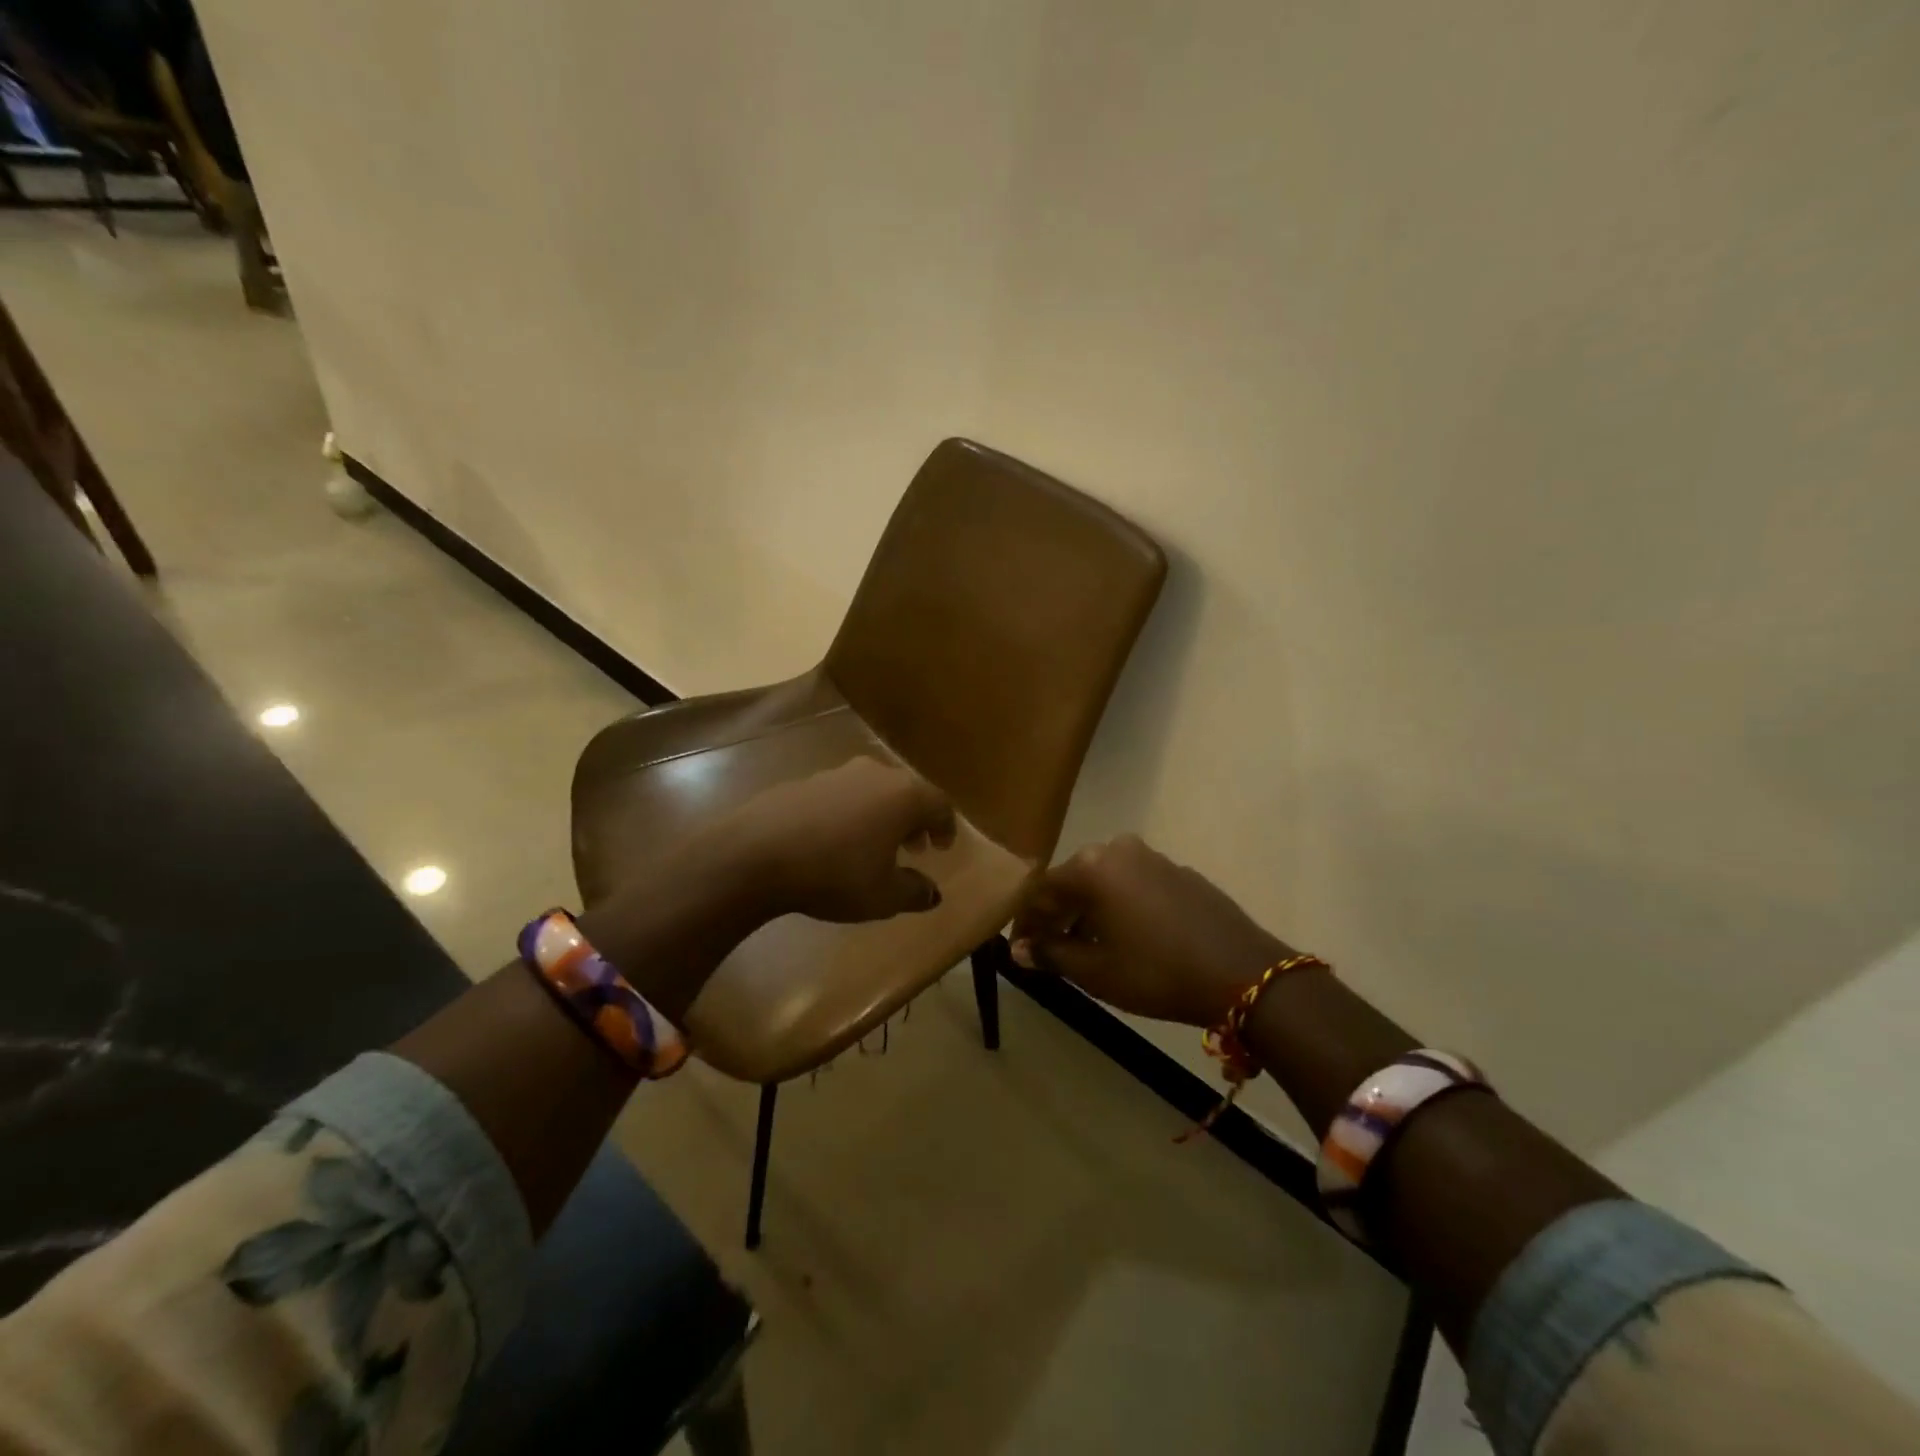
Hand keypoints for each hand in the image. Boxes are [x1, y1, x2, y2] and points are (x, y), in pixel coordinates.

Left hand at [725, 757, 956, 921]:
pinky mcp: (804, 781)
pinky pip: (841, 795)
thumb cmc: (835, 874)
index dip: (946, 826)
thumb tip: (932, 893)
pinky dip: (849, 813)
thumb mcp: (883, 896)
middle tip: (913, 846)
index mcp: (903, 796)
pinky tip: (834, 840)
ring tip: (873, 845)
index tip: (943, 847)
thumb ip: (914, 892)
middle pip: (906, 792)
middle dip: (914, 820)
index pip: (939, 804)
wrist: (757, 853)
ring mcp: (836, 774)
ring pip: (872, 790)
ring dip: (881, 815)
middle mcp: (875, 774)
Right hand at [1008, 834, 1292, 1025]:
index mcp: (1093, 867)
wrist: (1243, 973)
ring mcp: (1154, 858)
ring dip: (1089, 911)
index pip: (1042, 890)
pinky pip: (1134, 885)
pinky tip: (1127, 938)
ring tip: (1085, 947)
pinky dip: (1120, 907)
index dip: (1026, 921)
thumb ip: (1052, 954)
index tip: (1020, 949)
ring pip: (1106, 882)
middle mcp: (1120, 850)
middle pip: (1073, 881)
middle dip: (1056, 915)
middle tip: (1047, 948)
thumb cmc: (1157, 972)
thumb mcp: (1096, 971)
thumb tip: (1019, 949)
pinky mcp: (1181, 873)